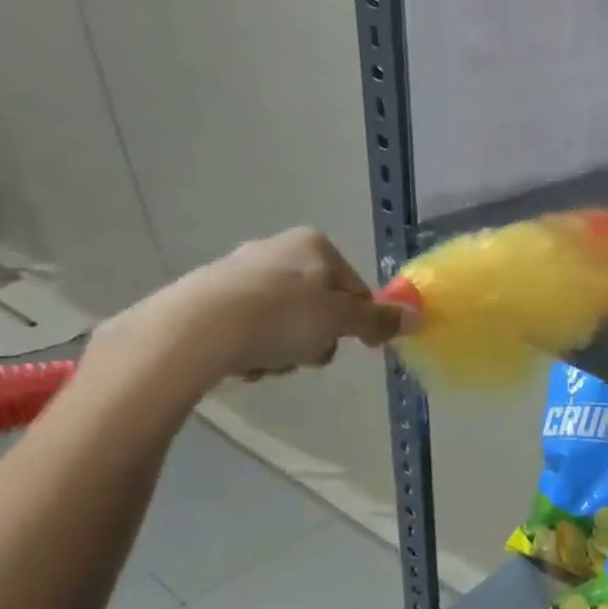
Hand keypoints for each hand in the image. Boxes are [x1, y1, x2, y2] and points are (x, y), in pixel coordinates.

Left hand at [96, 228, 406, 385]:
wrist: (193, 331)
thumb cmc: (282, 317)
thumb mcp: (342, 321)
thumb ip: (379, 320)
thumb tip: (415, 318)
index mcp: (314, 245)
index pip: (355, 288)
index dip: (357, 321)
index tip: (351, 345)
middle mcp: (276, 249)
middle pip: (318, 305)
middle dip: (316, 337)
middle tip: (306, 356)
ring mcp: (236, 271)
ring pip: (283, 320)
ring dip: (284, 348)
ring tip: (268, 363)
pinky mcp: (204, 297)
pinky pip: (246, 328)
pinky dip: (250, 348)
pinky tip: (241, 363)